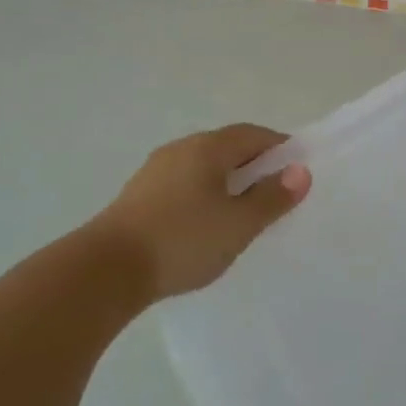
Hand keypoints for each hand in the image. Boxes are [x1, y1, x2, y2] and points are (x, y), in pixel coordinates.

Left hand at [83, 124, 310, 300]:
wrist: (105, 271)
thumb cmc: (183, 240)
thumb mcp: (239, 224)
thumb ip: (272, 197)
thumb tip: (300, 171)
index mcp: (208, 148)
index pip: (254, 134)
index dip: (280, 147)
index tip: (298, 169)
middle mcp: (180, 149)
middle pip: (227, 147)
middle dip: (254, 165)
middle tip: (275, 193)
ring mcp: (155, 171)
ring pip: (203, 167)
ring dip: (227, 181)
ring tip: (243, 212)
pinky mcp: (138, 196)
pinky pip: (183, 184)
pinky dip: (203, 195)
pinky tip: (205, 224)